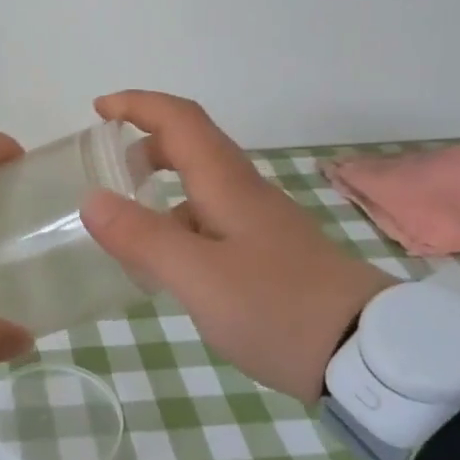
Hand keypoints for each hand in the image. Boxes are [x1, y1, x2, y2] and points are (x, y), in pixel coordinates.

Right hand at [78, 90, 395, 404]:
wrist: (368, 354)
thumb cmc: (277, 307)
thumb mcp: (198, 277)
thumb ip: (142, 238)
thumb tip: (92, 199)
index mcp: (227, 184)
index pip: (179, 119)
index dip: (138, 104)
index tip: (99, 109)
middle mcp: (245, 193)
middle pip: (192, 145)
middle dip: (145, 143)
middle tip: (108, 167)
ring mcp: (261, 224)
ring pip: (203, 185)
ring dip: (162, 184)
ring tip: (128, 222)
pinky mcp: (269, 253)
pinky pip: (213, 219)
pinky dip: (179, 222)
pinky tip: (169, 263)